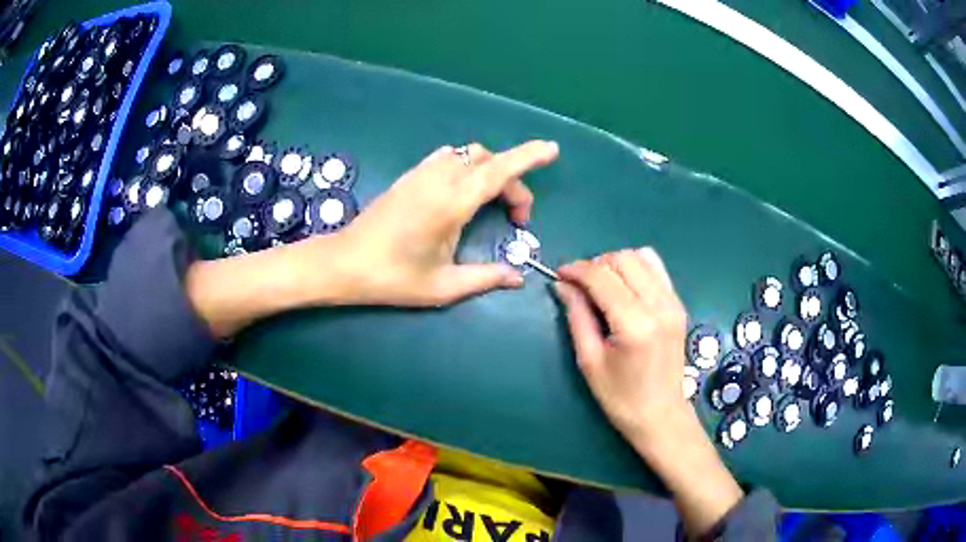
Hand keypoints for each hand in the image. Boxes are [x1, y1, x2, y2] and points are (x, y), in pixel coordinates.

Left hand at [186, 141, 557, 336]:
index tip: (551, 150)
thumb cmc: (391, 278)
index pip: (498, 171)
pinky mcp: (409, 177)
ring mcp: (420, 174)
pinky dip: (467, 167)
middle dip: (513, 180)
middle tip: (518, 218)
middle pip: (489, 161)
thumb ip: (485, 278)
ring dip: (489, 170)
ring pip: (467, 155)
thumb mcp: (443, 287)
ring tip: (493, 203)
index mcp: (451, 203)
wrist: (343, 263)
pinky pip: (448, 159)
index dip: (528, 157)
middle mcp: (438, 179)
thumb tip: (517, 277)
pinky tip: (463, 194)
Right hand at [556, 249, 743, 537]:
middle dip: (596, 264)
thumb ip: (577, 316)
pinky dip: (636, 269)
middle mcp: (659, 306)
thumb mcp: (589, 360)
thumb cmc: (620, 396)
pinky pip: (657, 269)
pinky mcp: (678, 305)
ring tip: (603, 285)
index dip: (577, 270)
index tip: (560, 275)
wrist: (660, 414)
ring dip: (616, 264)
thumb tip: (563, 284)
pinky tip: (625, 289)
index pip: (602, 277)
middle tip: (580, 286)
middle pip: (623, 259)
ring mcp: (673, 303)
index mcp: (635, 325)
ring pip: (642, 256)